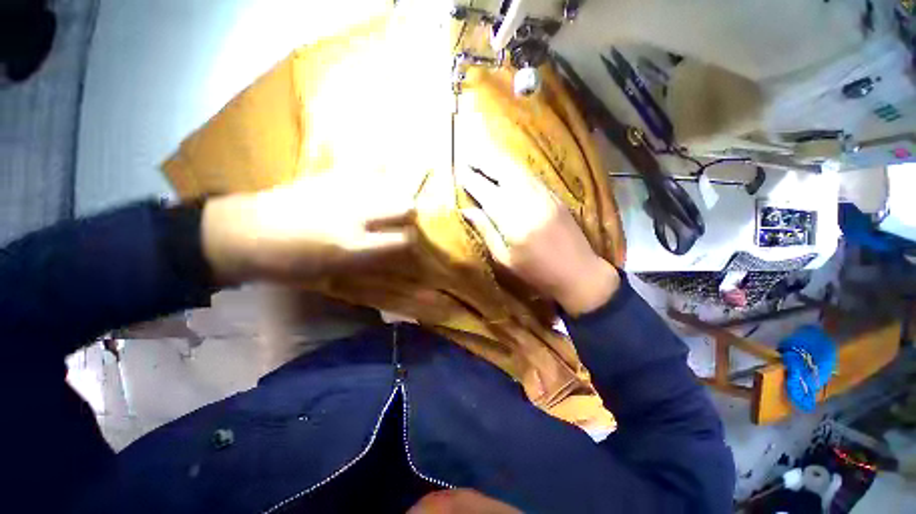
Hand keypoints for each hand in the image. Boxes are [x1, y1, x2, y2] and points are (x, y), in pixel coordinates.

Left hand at [202, 171, 420, 284]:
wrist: (243, 233)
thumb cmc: (288, 264)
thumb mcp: (333, 273)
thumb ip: (369, 260)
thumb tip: (395, 251)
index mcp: (353, 246)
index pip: (404, 239)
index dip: (410, 242)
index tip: (406, 243)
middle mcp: (355, 216)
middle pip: (406, 207)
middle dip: (409, 216)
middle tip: (400, 221)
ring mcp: (343, 191)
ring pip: (392, 187)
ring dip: (397, 196)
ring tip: (390, 201)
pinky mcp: (330, 174)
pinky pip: (367, 165)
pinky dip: (378, 169)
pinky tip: (378, 174)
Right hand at [458, 162, 618, 316]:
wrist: (580, 273)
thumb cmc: (538, 273)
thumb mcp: (505, 259)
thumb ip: (487, 231)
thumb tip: (467, 210)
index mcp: (514, 223)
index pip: (487, 194)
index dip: (472, 182)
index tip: (460, 172)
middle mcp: (529, 203)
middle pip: (504, 174)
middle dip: (485, 163)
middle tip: (469, 157)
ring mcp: (545, 197)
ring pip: (519, 171)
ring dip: (499, 162)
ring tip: (484, 158)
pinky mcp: (555, 196)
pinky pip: (532, 176)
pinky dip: (516, 169)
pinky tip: (508, 168)